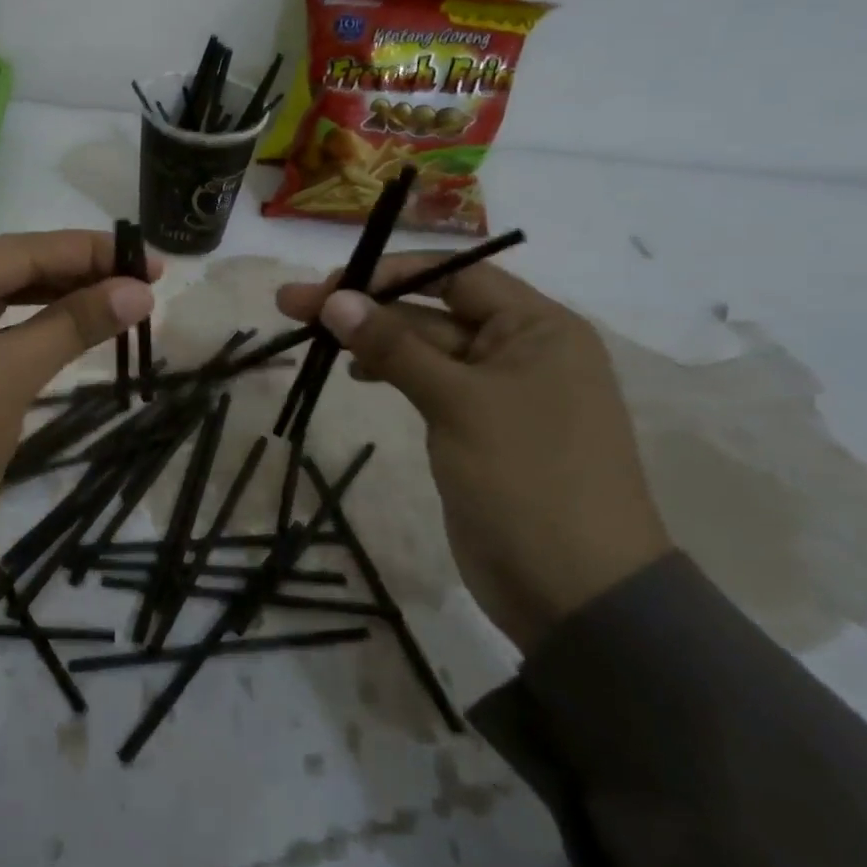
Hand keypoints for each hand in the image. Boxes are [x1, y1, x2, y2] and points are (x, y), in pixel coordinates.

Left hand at [0, 231, 157, 623]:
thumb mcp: (6, 378)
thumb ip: (72, 325)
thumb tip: (139, 290)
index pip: (19, 250)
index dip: (90, 252)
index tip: (152, 259)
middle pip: (10, 272)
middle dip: (77, 276)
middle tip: (145, 283)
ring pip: (2, 305)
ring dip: (58, 304)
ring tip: (119, 303)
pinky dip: (32, 335)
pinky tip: (70, 332)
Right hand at [275, 256, 669, 652]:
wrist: (575, 593)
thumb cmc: (527, 479)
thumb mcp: (458, 402)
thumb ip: (394, 346)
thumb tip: (335, 298)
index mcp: (538, 329)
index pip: (455, 277)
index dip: (390, 274)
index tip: (331, 284)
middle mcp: (520, 350)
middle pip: (431, 311)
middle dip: (365, 308)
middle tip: (292, 306)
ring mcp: (497, 392)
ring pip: (424, 348)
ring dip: (371, 339)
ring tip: (312, 338)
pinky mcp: (475, 427)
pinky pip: (428, 383)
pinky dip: (391, 371)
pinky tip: (356, 372)